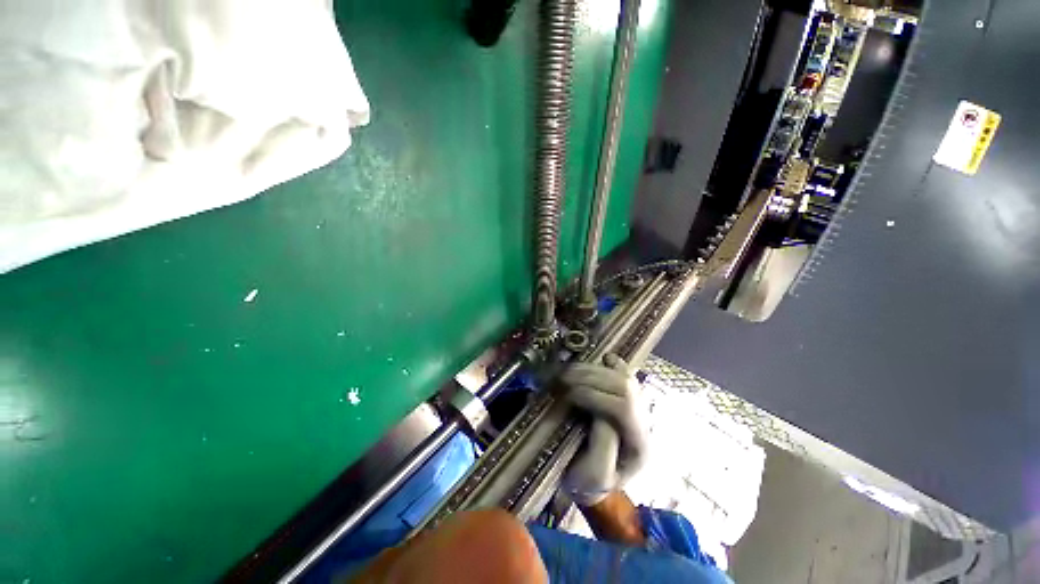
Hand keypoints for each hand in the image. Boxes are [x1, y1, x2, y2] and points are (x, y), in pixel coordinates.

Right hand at [559, 353, 648, 505]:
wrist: (593, 480)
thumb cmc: (590, 482)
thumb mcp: (593, 478)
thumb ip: (602, 448)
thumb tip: (600, 413)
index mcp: (639, 444)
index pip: (624, 408)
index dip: (594, 396)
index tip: (568, 394)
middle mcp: (644, 421)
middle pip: (624, 386)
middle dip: (591, 377)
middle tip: (564, 377)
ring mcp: (638, 406)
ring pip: (623, 376)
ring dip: (593, 369)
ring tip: (569, 370)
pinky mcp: (627, 398)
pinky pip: (625, 373)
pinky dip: (613, 363)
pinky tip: (601, 358)